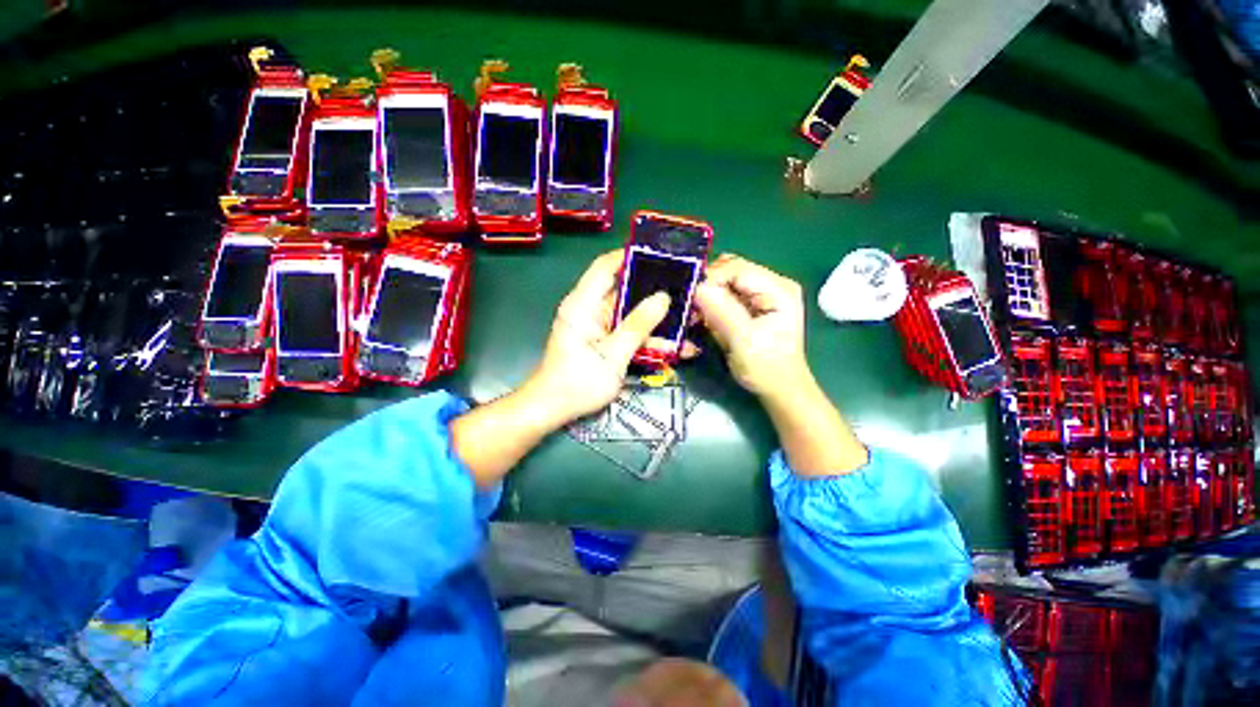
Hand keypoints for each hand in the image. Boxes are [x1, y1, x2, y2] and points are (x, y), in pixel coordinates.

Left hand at [527, 250, 672, 423]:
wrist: (554, 409)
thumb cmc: (577, 383)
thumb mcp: (613, 356)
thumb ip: (638, 326)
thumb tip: (663, 298)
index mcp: (583, 304)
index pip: (604, 266)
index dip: (629, 256)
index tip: (660, 255)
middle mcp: (589, 308)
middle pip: (623, 289)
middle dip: (653, 289)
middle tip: (684, 287)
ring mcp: (597, 325)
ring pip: (631, 312)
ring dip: (656, 318)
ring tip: (688, 317)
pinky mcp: (604, 339)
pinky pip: (629, 331)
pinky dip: (648, 337)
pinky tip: (675, 346)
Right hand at [693, 254, 811, 397]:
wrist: (779, 389)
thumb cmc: (767, 369)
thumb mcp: (744, 341)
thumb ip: (722, 312)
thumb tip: (698, 288)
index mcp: (778, 289)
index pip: (738, 269)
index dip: (711, 278)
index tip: (690, 298)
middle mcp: (771, 284)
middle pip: (731, 271)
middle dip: (708, 287)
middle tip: (691, 308)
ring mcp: (761, 294)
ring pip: (725, 282)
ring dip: (707, 296)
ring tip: (695, 315)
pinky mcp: (750, 305)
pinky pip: (725, 295)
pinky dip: (711, 304)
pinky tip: (703, 318)